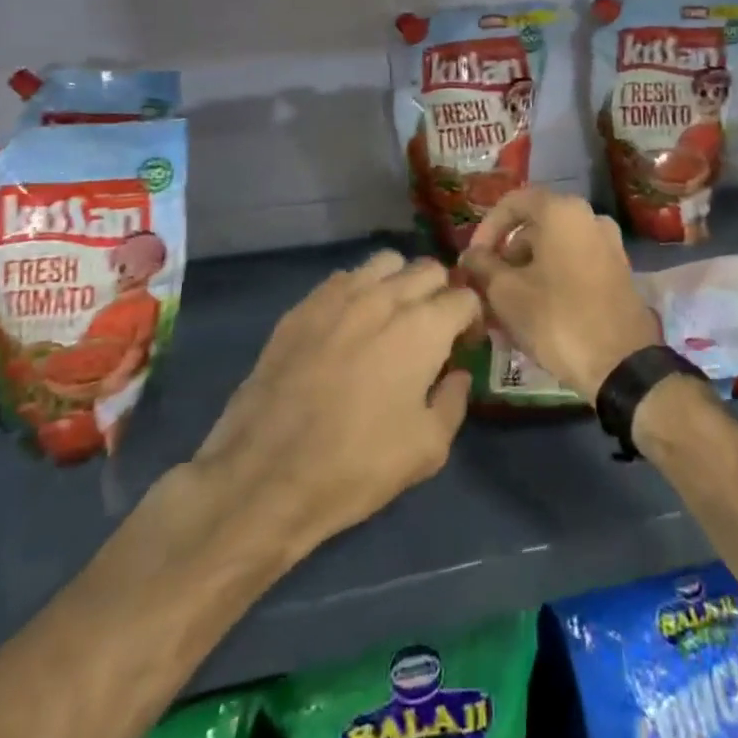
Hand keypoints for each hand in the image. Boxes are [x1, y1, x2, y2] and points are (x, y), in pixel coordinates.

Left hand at [187, 251, 477, 562]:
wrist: (265, 475)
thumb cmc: (356, 466)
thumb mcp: (428, 449)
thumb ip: (454, 401)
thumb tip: (456, 374)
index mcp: (422, 327)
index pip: (465, 297)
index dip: (472, 320)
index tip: (464, 347)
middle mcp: (384, 297)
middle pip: (428, 269)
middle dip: (441, 294)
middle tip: (434, 331)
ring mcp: (338, 296)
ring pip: (385, 262)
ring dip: (400, 282)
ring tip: (393, 318)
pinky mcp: (302, 306)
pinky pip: (343, 279)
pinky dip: (359, 291)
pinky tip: (350, 327)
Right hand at [458, 187, 658, 401]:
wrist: (622, 365)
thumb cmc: (557, 318)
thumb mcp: (506, 293)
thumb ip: (483, 266)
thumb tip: (470, 255)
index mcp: (563, 211)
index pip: (513, 203)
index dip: (486, 228)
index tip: (473, 259)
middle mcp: (590, 218)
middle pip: (535, 227)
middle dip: (506, 256)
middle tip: (487, 287)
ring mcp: (609, 245)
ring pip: (554, 250)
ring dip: (526, 273)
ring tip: (505, 309)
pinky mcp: (618, 273)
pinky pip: (574, 266)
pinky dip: (550, 281)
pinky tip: (534, 315)